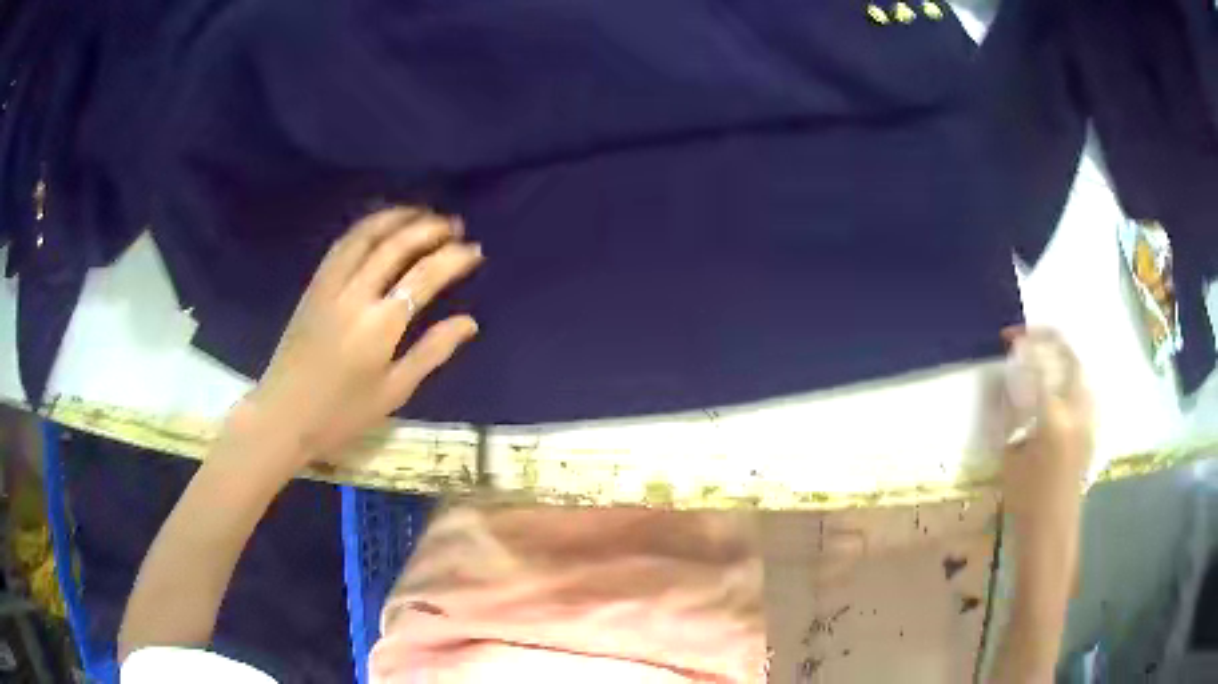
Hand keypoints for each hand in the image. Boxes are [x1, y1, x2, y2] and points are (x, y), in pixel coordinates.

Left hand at [238, 207, 483, 470]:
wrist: (284, 415)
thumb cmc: (342, 414)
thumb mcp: (394, 392)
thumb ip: (431, 352)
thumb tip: (469, 322)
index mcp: (380, 326)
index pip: (424, 277)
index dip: (453, 258)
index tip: (474, 250)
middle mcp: (355, 295)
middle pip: (396, 246)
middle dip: (429, 228)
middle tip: (454, 225)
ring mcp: (330, 285)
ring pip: (366, 235)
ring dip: (397, 218)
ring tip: (422, 213)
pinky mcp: (314, 286)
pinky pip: (342, 244)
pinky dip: (366, 227)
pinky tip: (381, 225)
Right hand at [1000, 327, 1093, 531]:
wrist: (1052, 532)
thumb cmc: (1025, 501)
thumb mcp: (1010, 456)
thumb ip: (1011, 413)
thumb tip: (1006, 382)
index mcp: (1054, 417)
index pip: (1042, 362)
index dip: (1026, 342)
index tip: (1009, 338)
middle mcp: (1077, 409)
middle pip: (1069, 355)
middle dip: (1048, 339)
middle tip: (1029, 338)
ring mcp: (1089, 417)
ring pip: (1080, 369)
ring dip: (1061, 355)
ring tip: (1043, 357)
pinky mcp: (1092, 427)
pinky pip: (1084, 387)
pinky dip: (1069, 375)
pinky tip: (1057, 386)